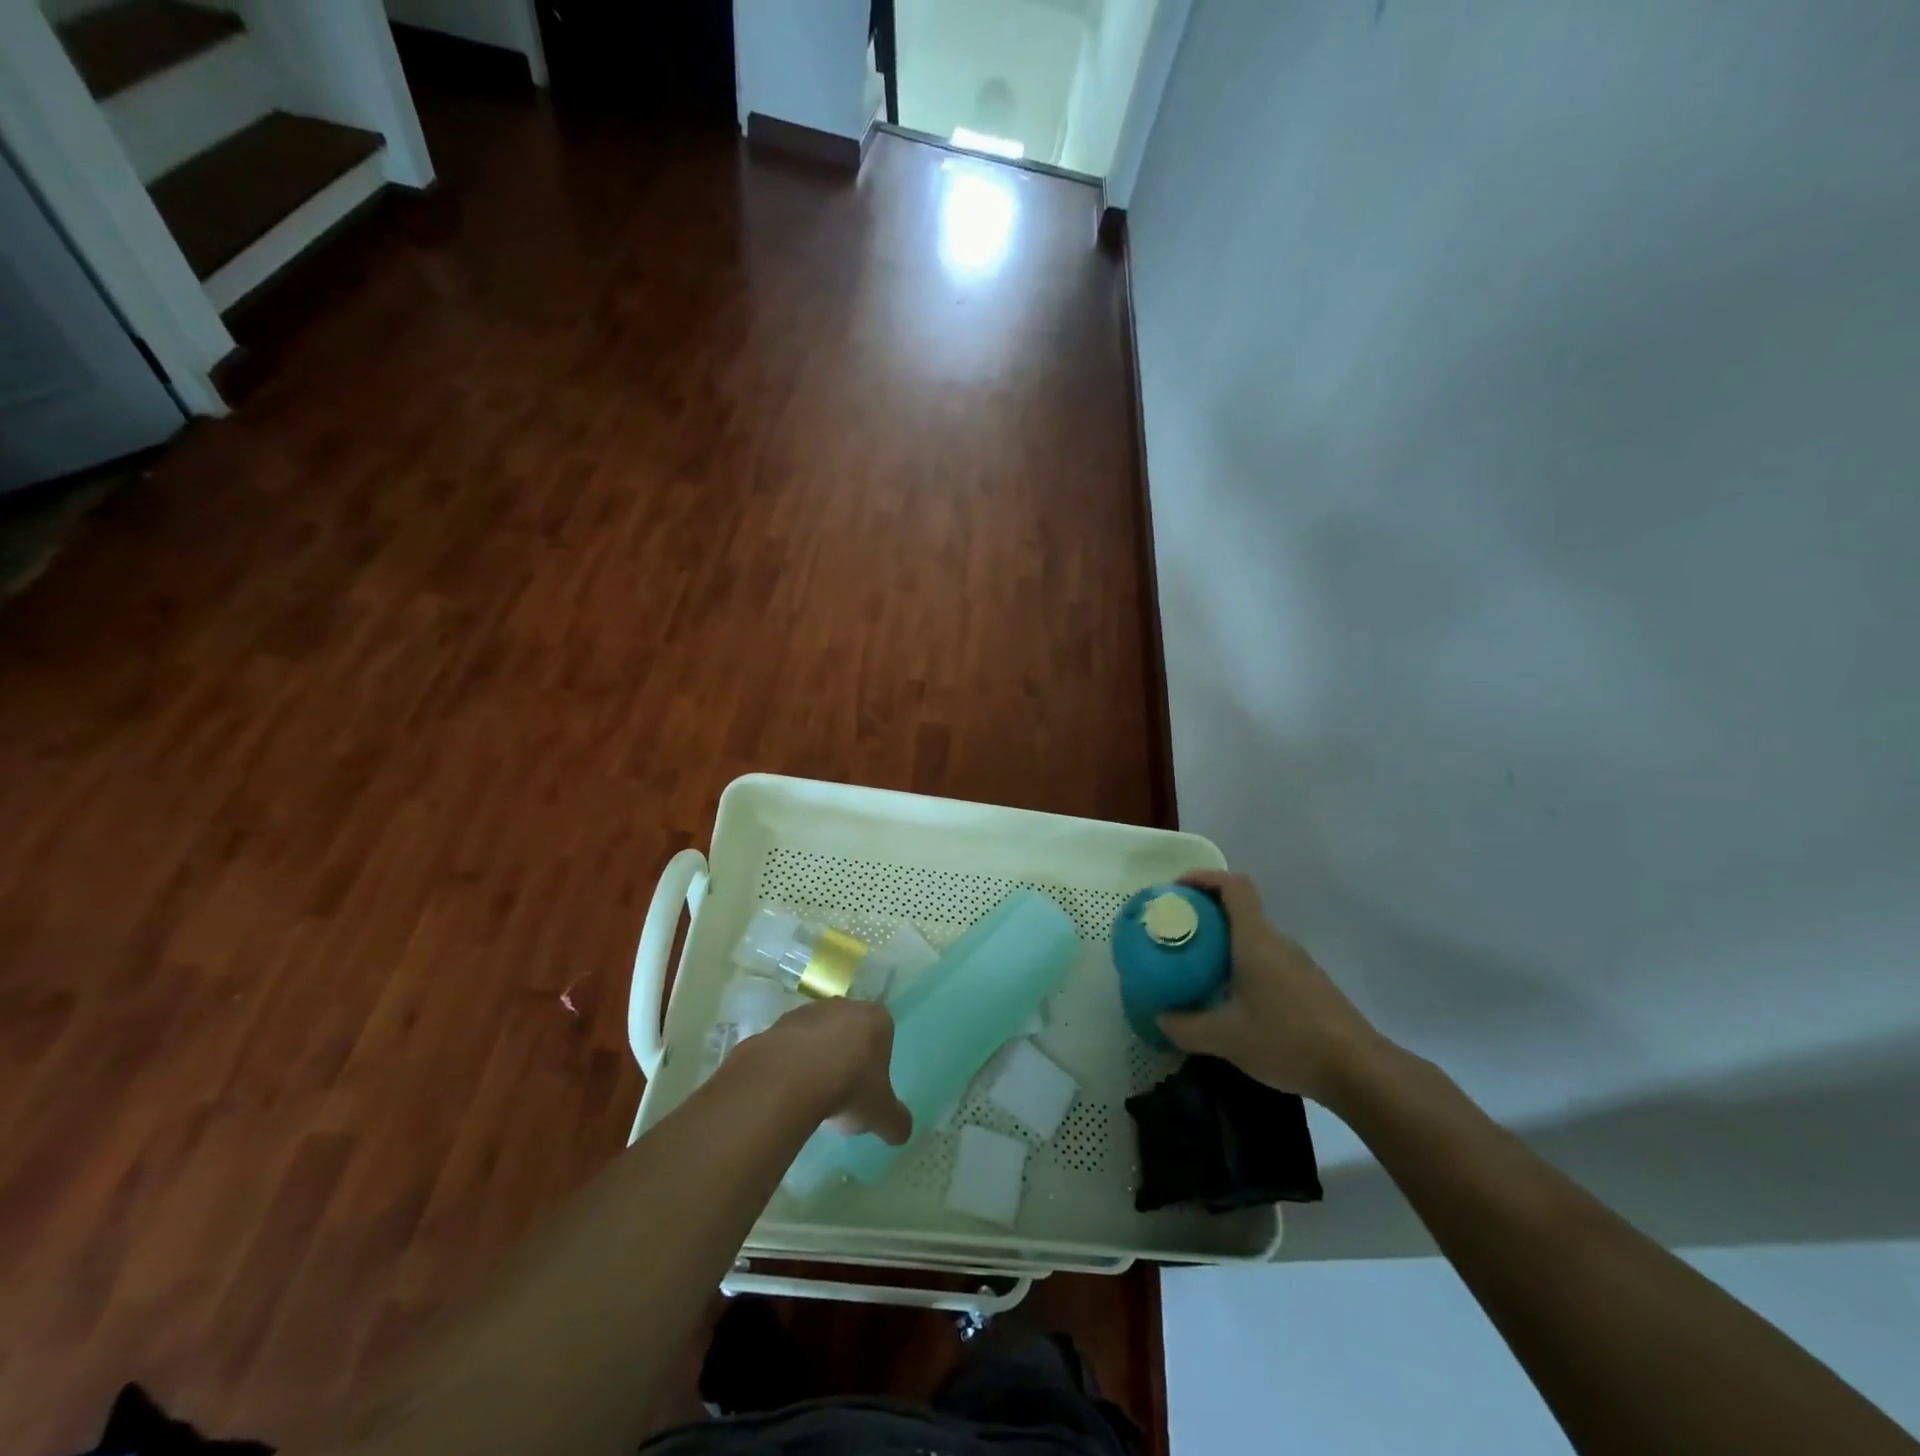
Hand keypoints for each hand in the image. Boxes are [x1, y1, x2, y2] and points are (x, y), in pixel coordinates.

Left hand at [748, 997, 912, 1143]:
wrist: (791, 1076)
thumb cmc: (849, 1087)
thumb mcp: (881, 1114)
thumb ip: (896, 1121)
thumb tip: (901, 1132)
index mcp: (877, 1019)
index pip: (883, 1036)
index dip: (876, 1063)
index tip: (867, 1089)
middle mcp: (845, 1006)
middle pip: (850, 1033)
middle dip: (846, 1057)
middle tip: (841, 1093)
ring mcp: (809, 1011)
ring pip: (818, 1037)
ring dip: (816, 1059)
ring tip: (811, 1096)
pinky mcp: (780, 1023)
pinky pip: (790, 1045)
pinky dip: (790, 1064)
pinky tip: (788, 1090)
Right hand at [1158, 870, 1384, 1105]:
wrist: (1359, 1070)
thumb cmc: (1287, 1040)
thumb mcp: (1225, 1038)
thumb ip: (1185, 1026)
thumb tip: (1160, 1017)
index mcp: (1256, 940)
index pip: (1234, 885)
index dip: (1203, 878)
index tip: (1177, 891)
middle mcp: (1277, 942)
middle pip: (1240, 909)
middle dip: (1206, 914)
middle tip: (1178, 934)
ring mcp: (1298, 963)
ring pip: (1254, 938)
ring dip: (1224, 943)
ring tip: (1198, 968)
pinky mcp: (1309, 985)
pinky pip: (1267, 960)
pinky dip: (1243, 965)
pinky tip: (1233, 1000)